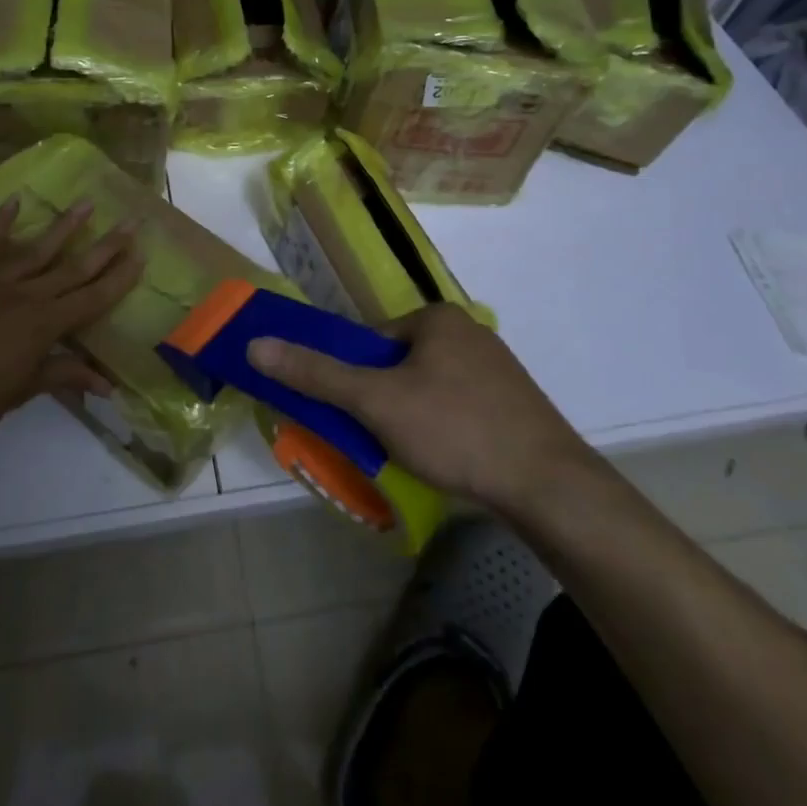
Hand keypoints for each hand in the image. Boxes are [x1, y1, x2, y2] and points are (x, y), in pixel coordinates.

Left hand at [0, 198, 139, 455]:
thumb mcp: (17, 396)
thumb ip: (59, 378)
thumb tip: (107, 385)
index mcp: (42, 326)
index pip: (91, 298)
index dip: (118, 278)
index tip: (141, 255)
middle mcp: (23, 296)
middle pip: (72, 267)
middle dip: (105, 247)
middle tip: (130, 222)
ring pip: (34, 249)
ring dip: (63, 227)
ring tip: (87, 204)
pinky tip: (15, 202)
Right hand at [246, 304, 602, 514]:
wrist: (550, 487)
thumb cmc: (455, 429)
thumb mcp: (376, 401)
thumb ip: (316, 373)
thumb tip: (256, 345)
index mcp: (438, 318)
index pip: (374, 342)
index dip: (358, 380)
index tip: (357, 417)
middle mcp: (470, 333)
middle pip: (401, 365)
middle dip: (385, 402)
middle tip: (381, 441)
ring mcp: (498, 370)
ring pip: (430, 390)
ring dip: (413, 419)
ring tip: (416, 456)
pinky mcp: (516, 406)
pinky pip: (461, 409)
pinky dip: (445, 431)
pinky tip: (449, 461)